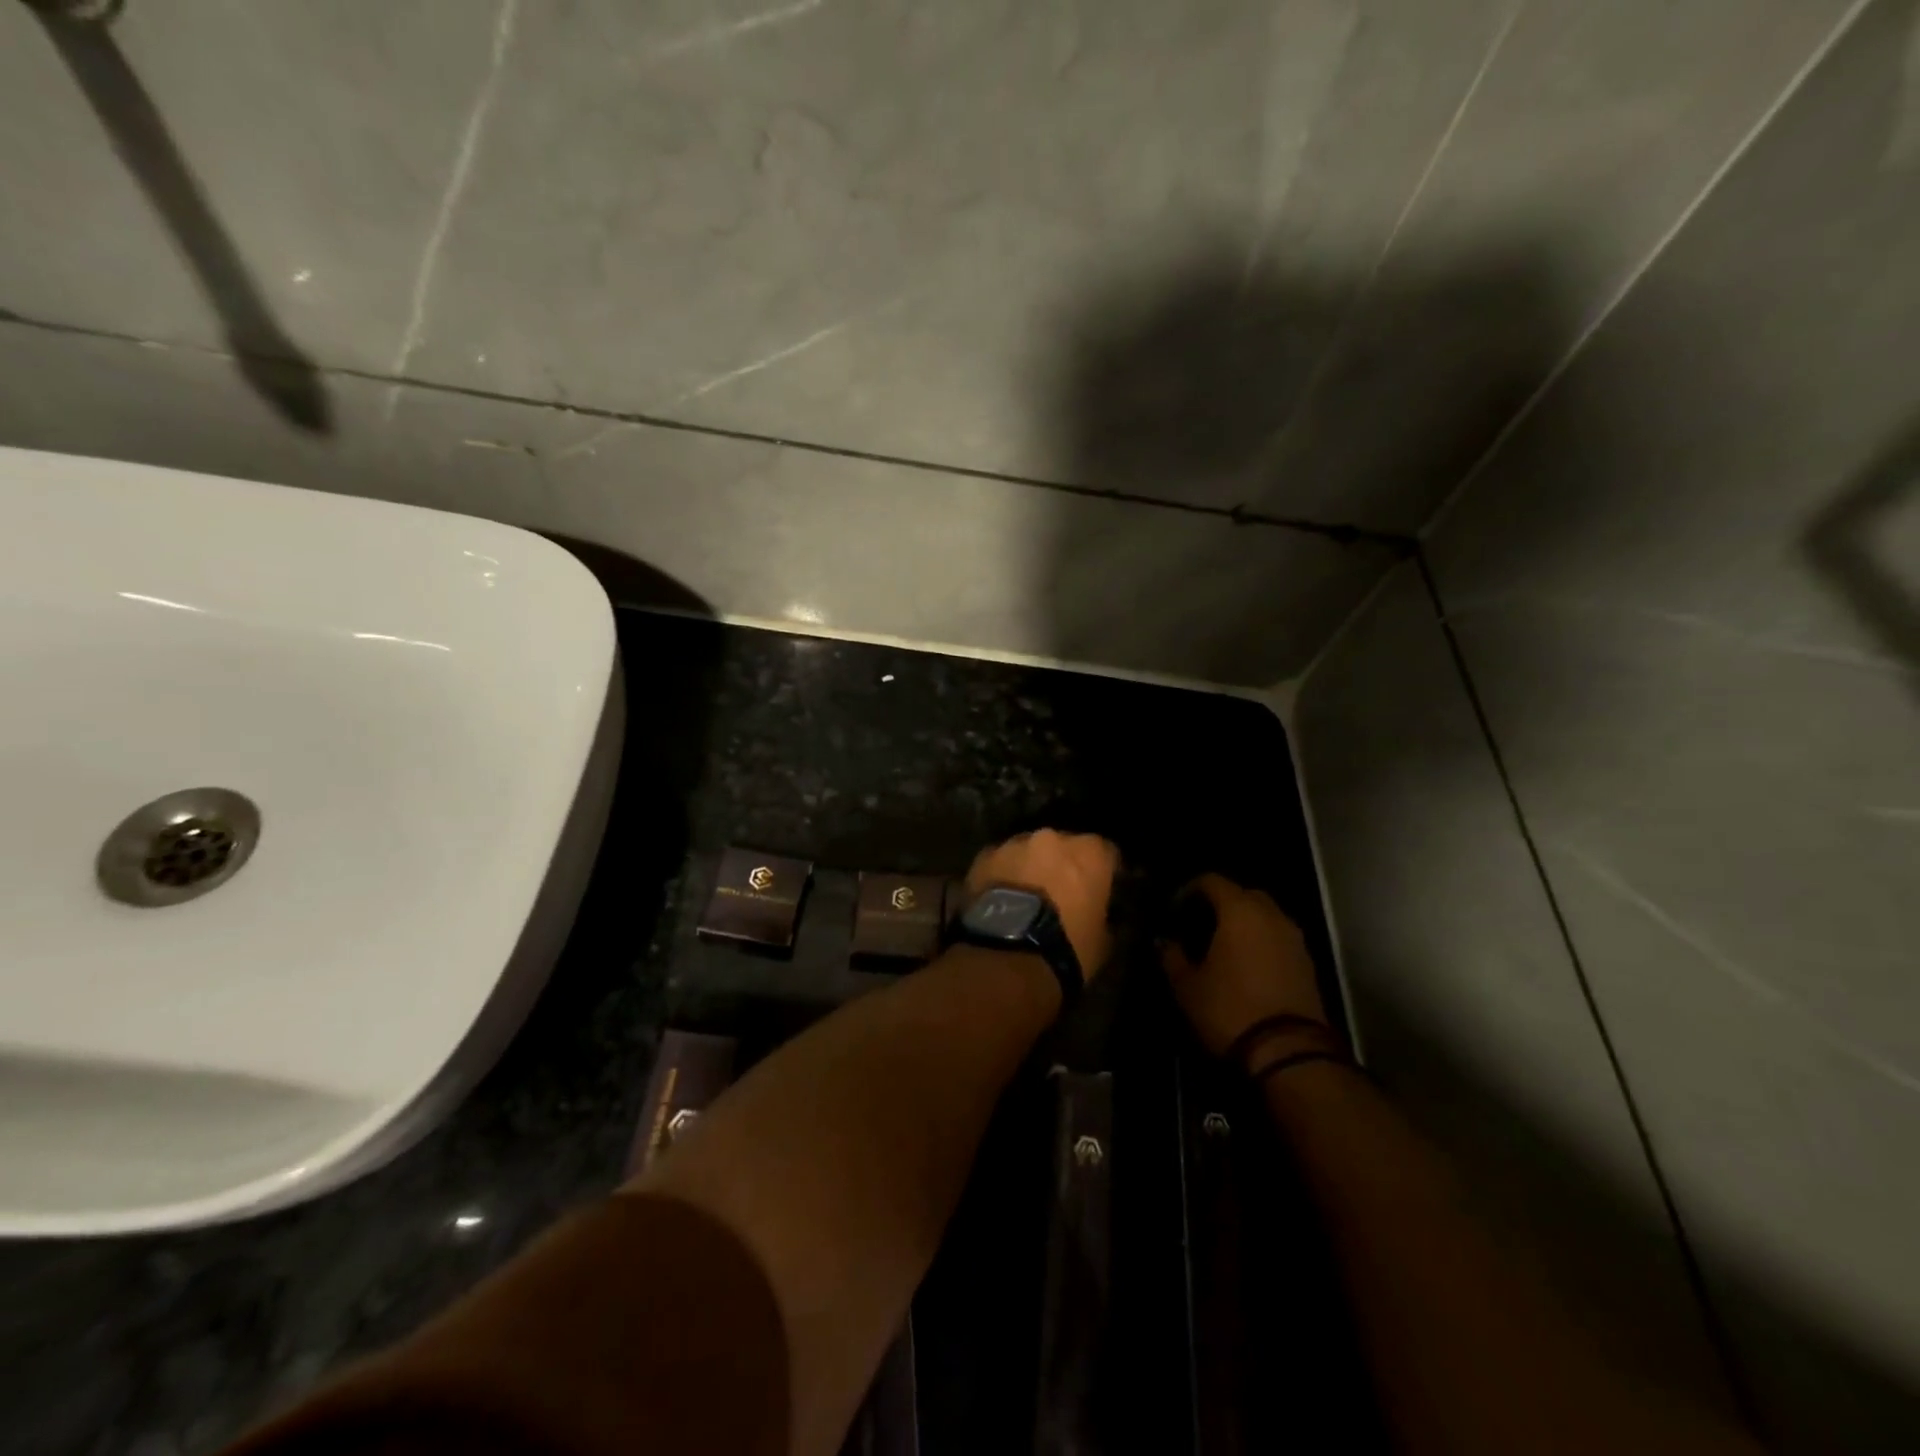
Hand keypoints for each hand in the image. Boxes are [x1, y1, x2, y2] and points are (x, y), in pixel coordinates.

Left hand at [967, 830, 1118, 980]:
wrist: (1008, 955)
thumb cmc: (1066, 948)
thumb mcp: (1103, 941)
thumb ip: (1104, 916)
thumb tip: (1098, 914)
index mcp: (1090, 853)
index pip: (1106, 853)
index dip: (1103, 872)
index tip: (1100, 890)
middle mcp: (1053, 838)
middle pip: (1063, 847)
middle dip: (1062, 866)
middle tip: (1059, 894)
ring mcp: (1014, 844)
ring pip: (1028, 852)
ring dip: (1030, 868)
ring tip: (1025, 897)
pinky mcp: (983, 856)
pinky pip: (999, 862)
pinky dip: (1002, 875)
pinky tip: (1001, 899)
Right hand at [1159, 874, 1326, 1057]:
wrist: (1289, 1053)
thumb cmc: (1230, 1010)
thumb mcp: (1187, 986)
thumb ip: (1172, 956)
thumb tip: (1165, 942)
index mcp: (1239, 911)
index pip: (1212, 881)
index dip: (1190, 890)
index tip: (1176, 909)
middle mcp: (1271, 915)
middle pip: (1244, 894)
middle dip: (1221, 903)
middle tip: (1200, 925)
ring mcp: (1294, 939)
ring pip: (1266, 916)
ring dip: (1245, 923)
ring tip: (1222, 946)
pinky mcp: (1308, 963)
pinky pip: (1279, 938)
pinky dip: (1262, 942)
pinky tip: (1246, 965)